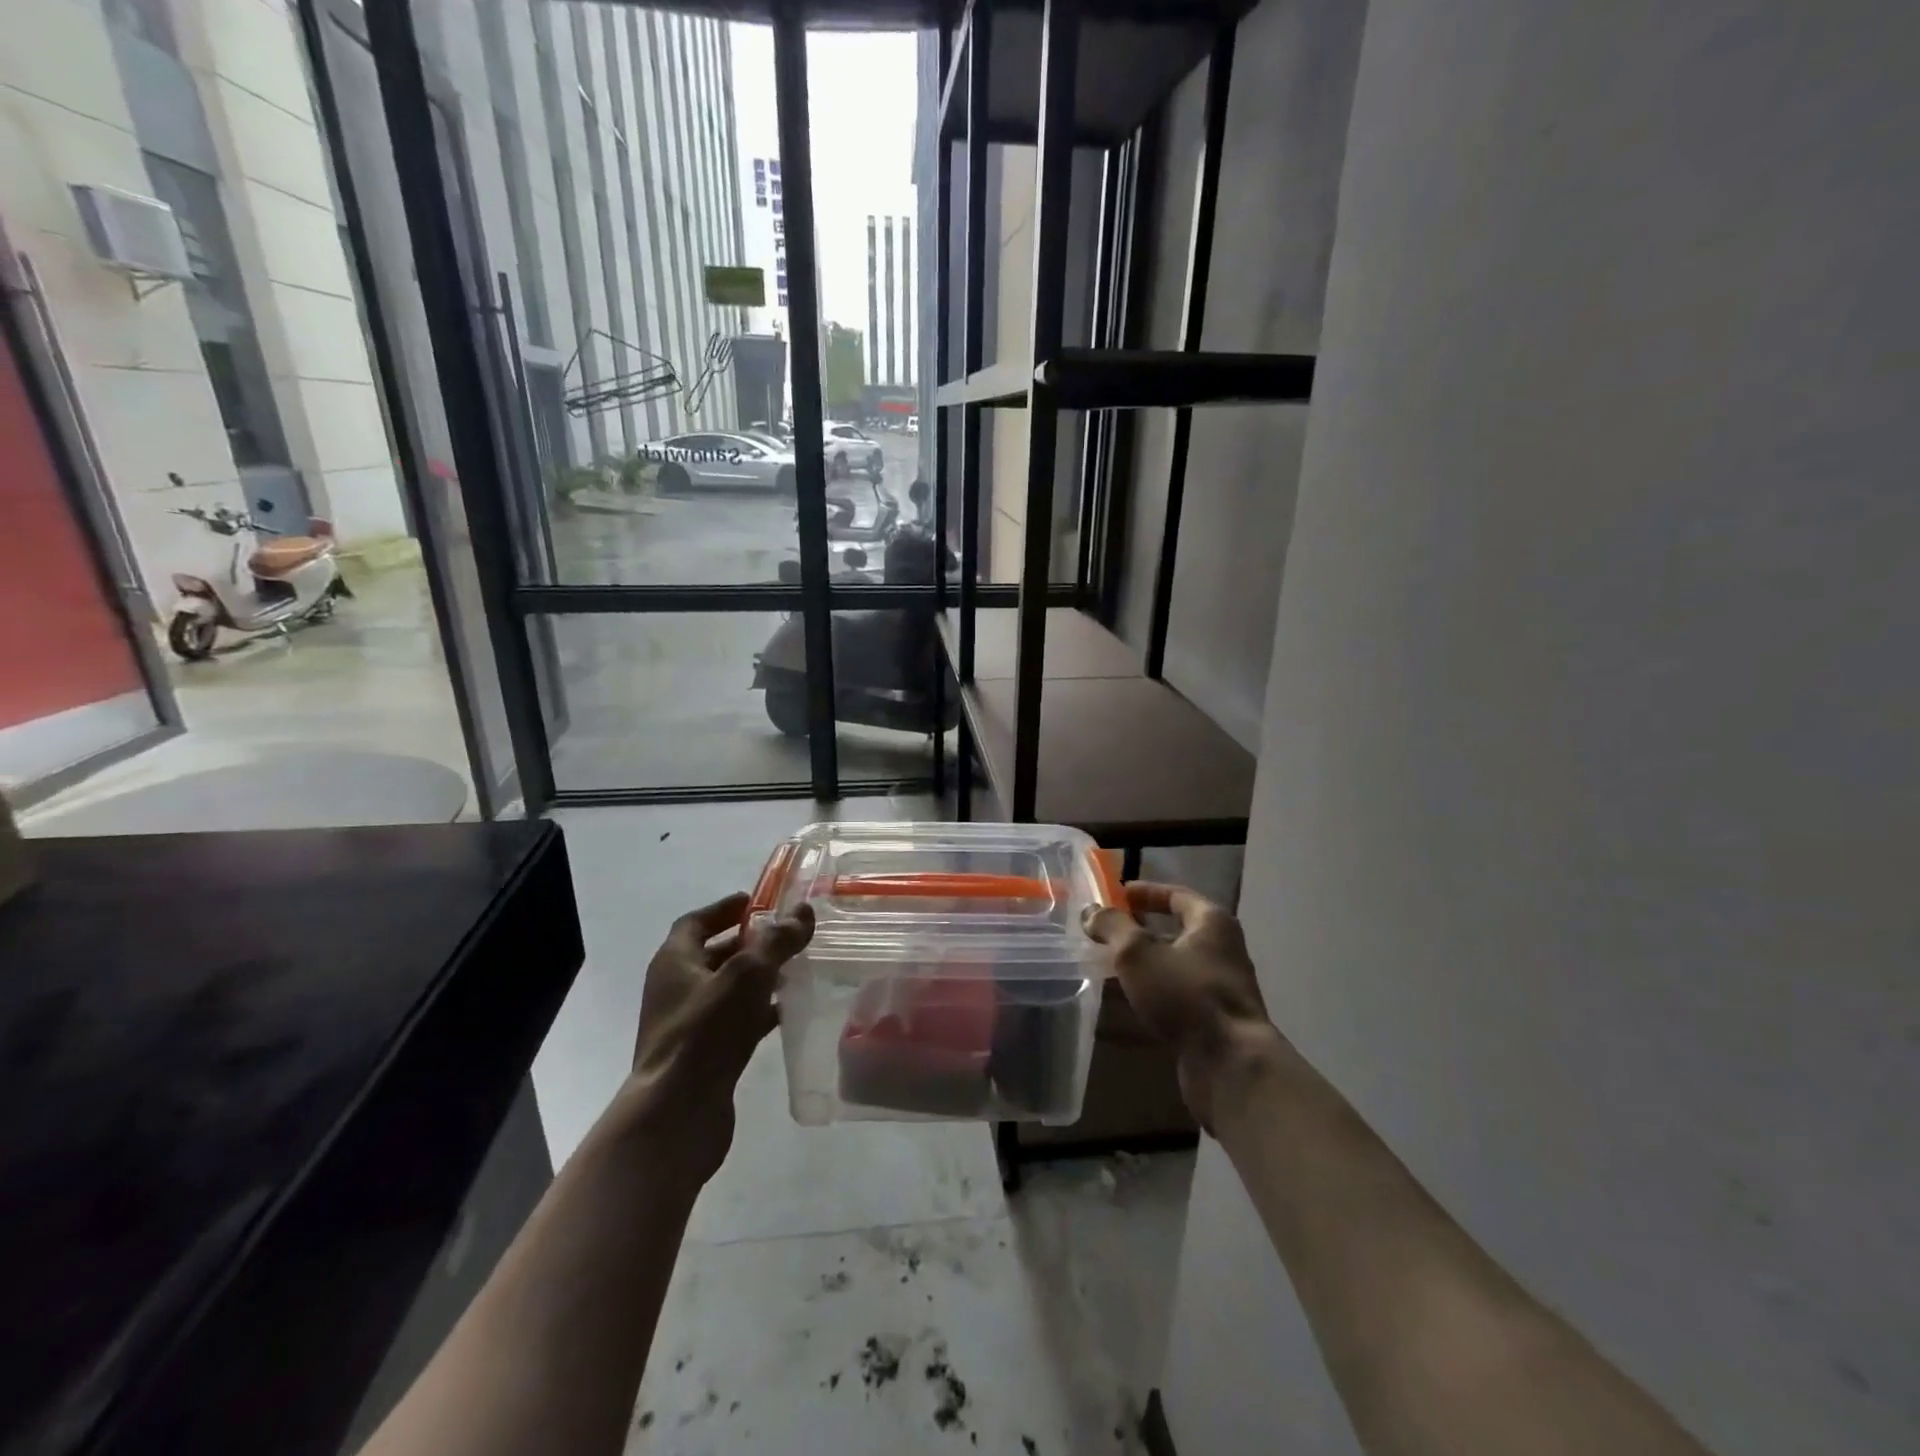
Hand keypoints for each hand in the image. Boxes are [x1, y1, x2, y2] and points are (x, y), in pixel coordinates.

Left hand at [625, 891, 814, 1183]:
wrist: (677, 1114)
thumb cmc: (706, 1032)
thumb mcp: (747, 975)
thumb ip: (777, 941)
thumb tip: (802, 912)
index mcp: (674, 961)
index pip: (696, 921)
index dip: (726, 908)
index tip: (757, 901)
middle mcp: (676, 989)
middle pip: (713, 954)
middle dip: (749, 943)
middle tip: (786, 934)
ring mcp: (688, 1024)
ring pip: (727, 989)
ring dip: (757, 977)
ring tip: (795, 968)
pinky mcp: (704, 1054)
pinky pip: (734, 1021)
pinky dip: (758, 1011)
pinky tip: (787, 1011)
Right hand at [1086, 882, 1283, 1130]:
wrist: (1230, 1064)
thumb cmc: (1185, 994)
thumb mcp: (1138, 953)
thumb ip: (1113, 927)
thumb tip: (1092, 911)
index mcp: (1212, 923)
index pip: (1177, 895)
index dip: (1145, 892)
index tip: (1116, 895)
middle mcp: (1222, 951)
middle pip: (1176, 932)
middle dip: (1139, 932)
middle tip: (1106, 932)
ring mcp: (1219, 988)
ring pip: (1173, 968)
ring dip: (1141, 966)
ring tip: (1106, 967)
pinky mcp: (1212, 1022)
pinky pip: (1174, 999)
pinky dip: (1149, 997)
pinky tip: (1121, 1007)